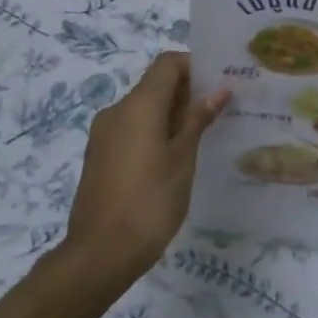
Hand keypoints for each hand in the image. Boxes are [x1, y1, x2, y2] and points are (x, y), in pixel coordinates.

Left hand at [62, 52, 228, 284]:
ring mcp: (103, 134)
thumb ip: (198, 120)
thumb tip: (219, 90)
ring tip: (199, 138)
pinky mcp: (99, 156)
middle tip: (217, 112)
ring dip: (170, 114)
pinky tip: (172, 159)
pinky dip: (152, 132)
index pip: (167, 64)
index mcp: (138, 105)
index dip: (194, 66)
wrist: (100, 254)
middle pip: (154, 84)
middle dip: (186, 92)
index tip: (218, 84)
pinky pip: (130, 129)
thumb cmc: (150, 201)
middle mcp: (116, 111)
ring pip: (142, 109)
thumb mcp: (183, 158)